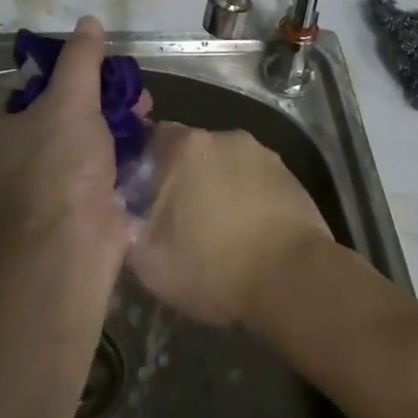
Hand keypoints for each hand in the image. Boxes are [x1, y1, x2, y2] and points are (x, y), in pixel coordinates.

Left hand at [0, 16, 134, 274]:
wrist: (74, 243)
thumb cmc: (61, 164)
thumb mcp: (70, 98)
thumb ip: (80, 59)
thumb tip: (88, 22)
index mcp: (6, 129)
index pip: (32, 87)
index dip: (65, 71)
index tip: (96, 65)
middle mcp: (24, 154)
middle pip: (66, 110)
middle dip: (103, 96)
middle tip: (131, 89)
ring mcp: (54, 180)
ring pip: (89, 136)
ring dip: (119, 121)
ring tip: (147, 110)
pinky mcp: (83, 201)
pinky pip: (105, 164)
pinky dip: (125, 151)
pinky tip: (149, 139)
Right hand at [129, 124, 331, 326]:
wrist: (294, 280)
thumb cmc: (214, 266)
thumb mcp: (149, 261)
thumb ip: (126, 228)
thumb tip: (123, 215)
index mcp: (186, 147)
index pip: (153, 138)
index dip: (145, 166)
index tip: (143, 196)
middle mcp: (225, 137)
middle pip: (192, 151)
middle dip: (184, 177)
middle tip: (179, 218)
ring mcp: (263, 154)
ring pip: (227, 166)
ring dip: (219, 188)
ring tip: (219, 231)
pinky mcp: (291, 176)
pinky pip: (256, 182)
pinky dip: (249, 199)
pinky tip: (250, 234)